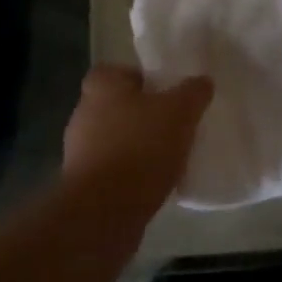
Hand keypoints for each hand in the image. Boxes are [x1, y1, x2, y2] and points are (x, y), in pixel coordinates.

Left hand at [63, 66, 213, 213]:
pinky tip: (154, 182)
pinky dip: (130, 172)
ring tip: (169, 156)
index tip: (167, 93)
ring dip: (137, 145)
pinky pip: (113, 168)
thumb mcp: (180, 112)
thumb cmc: (141, 147)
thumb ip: (193, 92)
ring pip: (115, 138)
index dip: (143, 79)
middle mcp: (83, 112)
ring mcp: (79, 150)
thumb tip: (202, 81)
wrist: (105, 210)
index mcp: (101, 86)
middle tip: (174, 124)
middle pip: (118, 105)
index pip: (120, 71)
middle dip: (143, 114)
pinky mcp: (83, 182)